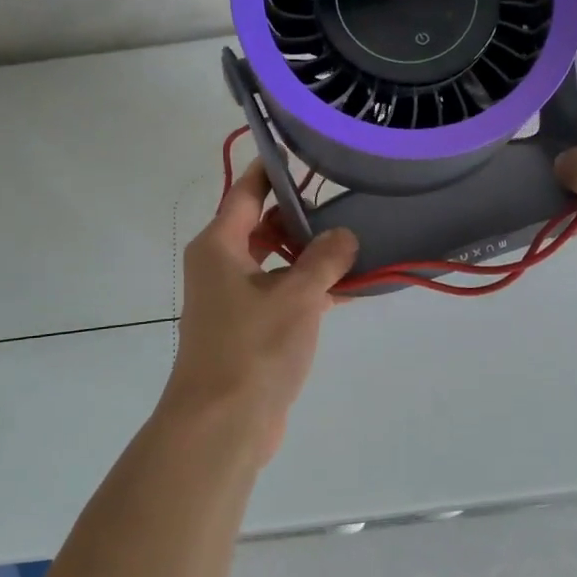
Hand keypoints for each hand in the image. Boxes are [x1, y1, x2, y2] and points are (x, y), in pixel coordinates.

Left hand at [161, 161, 357, 463]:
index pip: (245, 192)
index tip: (301, 151)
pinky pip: (282, 297)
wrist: (222, 425)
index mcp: (219, 246)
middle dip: (301, 216)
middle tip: (344, 199)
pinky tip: (350, 289)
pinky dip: (310, 290)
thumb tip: (344, 236)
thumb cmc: (253, 347)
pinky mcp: (248, 332)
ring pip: (276, 264)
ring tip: (356, 241)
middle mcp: (221, 268)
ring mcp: (233, 302)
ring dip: (311, 256)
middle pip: (262, 227)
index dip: (272, 170)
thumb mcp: (297, 295)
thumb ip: (325, 258)